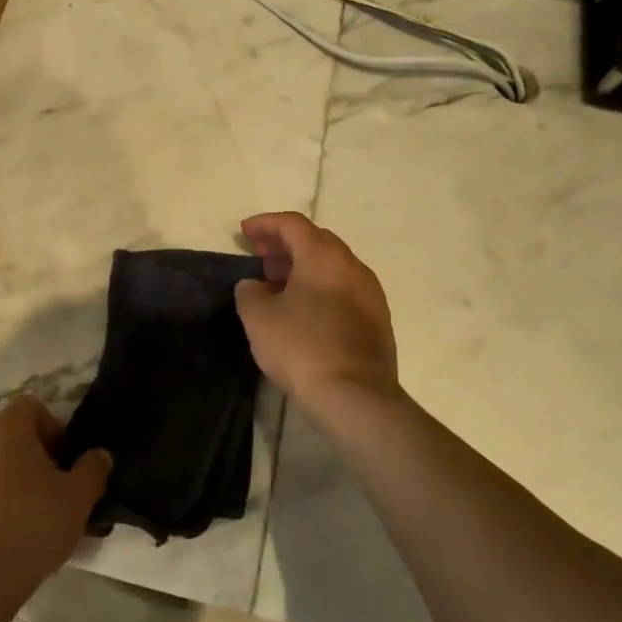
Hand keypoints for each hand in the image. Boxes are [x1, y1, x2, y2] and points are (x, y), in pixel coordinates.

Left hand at [0, 397, 111, 609]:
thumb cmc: (29, 526)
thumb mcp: (78, 499)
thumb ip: (93, 470)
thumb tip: (99, 455)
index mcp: (6, 428)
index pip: (32, 407)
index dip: (54, 430)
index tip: (66, 465)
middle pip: (10, 439)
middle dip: (34, 462)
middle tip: (55, 497)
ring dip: (11, 487)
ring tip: (31, 526)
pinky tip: (3, 544)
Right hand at [235, 212, 400, 413]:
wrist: (355, 397)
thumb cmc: (302, 347)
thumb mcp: (258, 318)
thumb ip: (249, 292)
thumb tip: (255, 286)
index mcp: (323, 256)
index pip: (292, 224)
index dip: (265, 223)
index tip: (245, 232)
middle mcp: (352, 266)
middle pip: (316, 240)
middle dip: (285, 244)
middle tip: (261, 257)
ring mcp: (370, 293)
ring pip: (332, 265)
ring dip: (303, 266)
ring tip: (278, 284)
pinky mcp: (377, 319)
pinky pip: (344, 288)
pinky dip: (320, 286)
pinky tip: (303, 309)